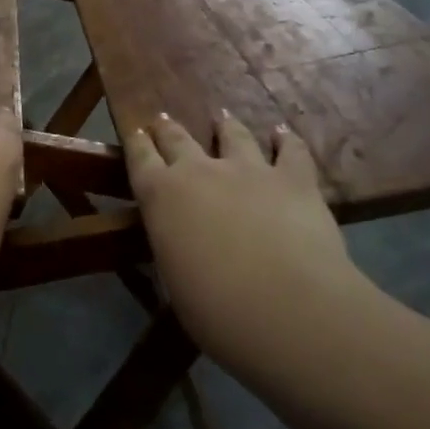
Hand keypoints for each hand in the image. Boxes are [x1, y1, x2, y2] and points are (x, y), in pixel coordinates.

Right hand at [125, 111, 372, 376]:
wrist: (286, 308)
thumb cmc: (216, 310)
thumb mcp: (175, 281)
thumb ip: (176, 249)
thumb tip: (181, 244)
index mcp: (161, 196)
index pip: (140, 157)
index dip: (137, 142)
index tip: (136, 129)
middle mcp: (199, 171)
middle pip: (178, 139)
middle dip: (169, 129)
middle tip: (164, 119)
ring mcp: (248, 169)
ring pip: (233, 135)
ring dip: (226, 126)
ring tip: (223, 118)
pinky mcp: (293, 178)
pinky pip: (290, 150)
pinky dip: (285, 140)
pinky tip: (282, 134)